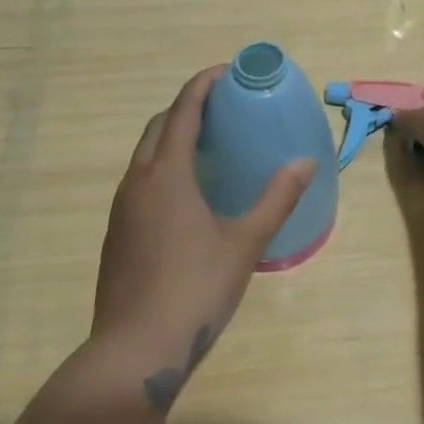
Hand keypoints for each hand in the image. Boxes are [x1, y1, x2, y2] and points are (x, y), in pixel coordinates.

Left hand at [91, 65, 313, 414]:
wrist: (135, 351)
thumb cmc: (194, 289)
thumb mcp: (244, 242)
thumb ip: (276, 199)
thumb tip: (306, 163)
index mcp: (166, 174)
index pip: (183, 111)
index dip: (203, 85)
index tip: (227, 72)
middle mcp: (137, 182)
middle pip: (158, 127)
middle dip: (187, 108)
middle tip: (222, 109)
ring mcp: (121, 209)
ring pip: (145, 155)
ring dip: (172, 138)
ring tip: (209, 145)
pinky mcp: (116, 233)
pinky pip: (140, 181)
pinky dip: (163, 167)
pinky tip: (188, 193)